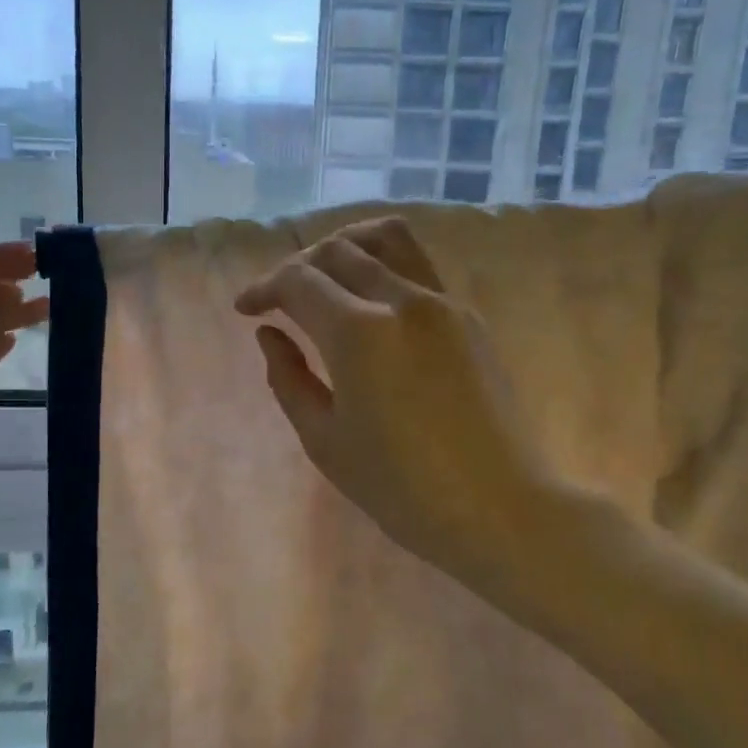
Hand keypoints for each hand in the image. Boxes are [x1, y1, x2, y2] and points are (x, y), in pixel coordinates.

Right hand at [235, 218, 561, 590]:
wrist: (501, 508)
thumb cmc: (402, 488)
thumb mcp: (325, 440)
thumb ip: (289, 378)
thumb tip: (269, 334)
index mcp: (360, 333)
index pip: (299, 281)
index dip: (264, 288)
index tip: (246, 309)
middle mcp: (402, 300)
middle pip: (339, 250)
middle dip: (298, 266)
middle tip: (279, 299)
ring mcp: (443, 303)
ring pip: (387, 238)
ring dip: (346, 246)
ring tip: (326, 276)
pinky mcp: (468, 316)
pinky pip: (416, 267)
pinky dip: (381, 266)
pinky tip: (370, 305)